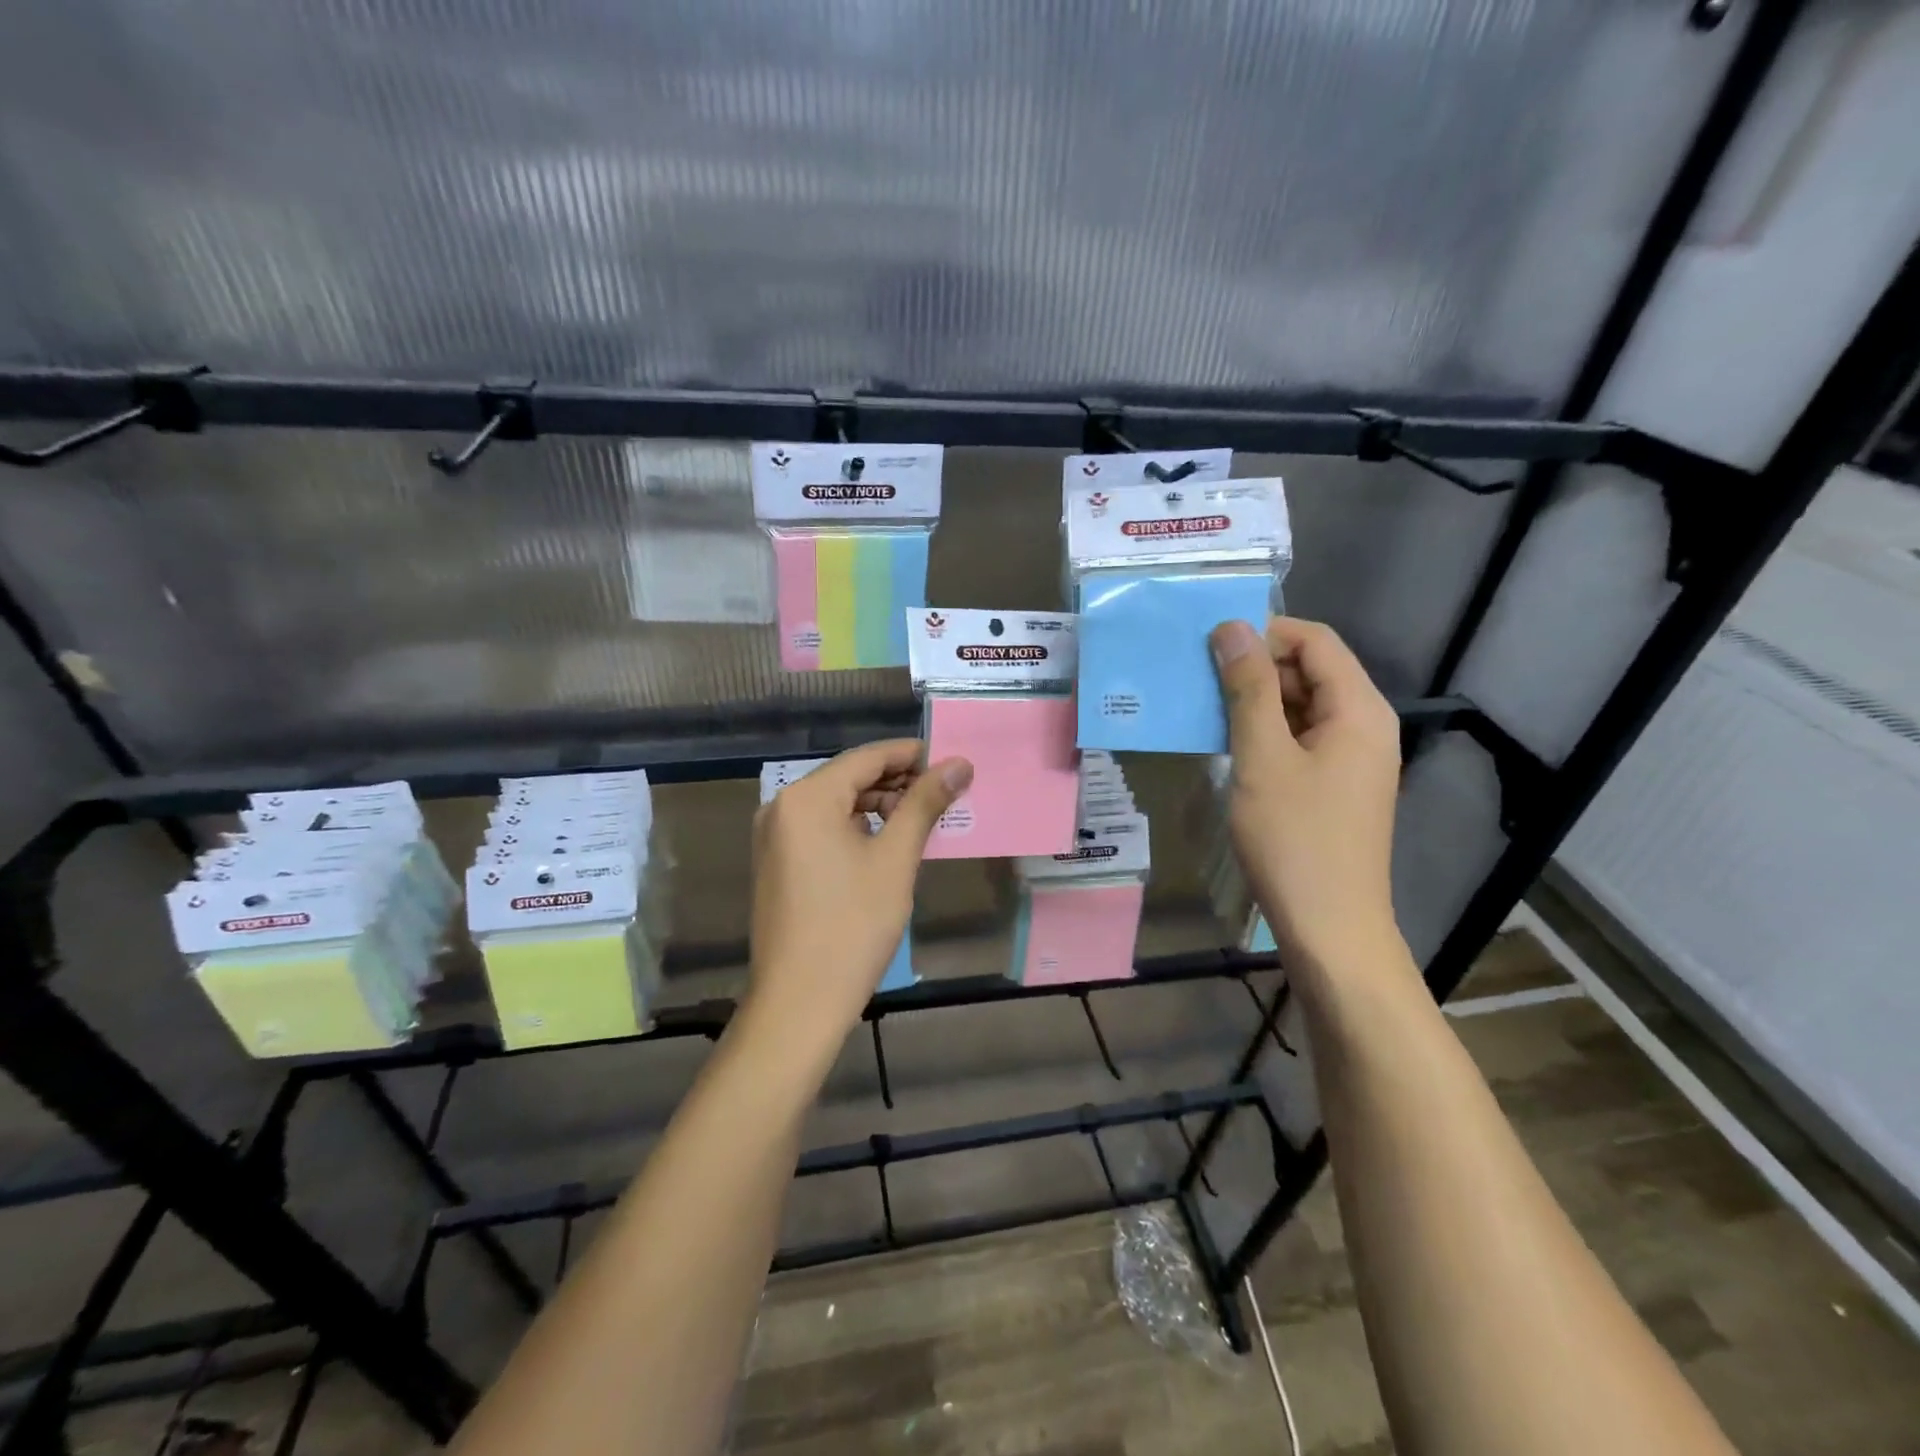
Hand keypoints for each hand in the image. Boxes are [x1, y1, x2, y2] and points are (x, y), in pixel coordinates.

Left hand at [746, 740, 972, 1059]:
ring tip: (922, 823)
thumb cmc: (853, 926)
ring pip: (837, 804)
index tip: (952, 762)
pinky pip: (822, 829)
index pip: (867, 757)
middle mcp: (782, 807)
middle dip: (898, 783)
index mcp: (806, 798)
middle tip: (944, 797)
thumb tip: (959, 764)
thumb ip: (924, 804)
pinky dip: (857, 829)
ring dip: (880, 807)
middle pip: (850, 778)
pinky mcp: (777, 862)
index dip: (912, 755)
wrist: (799, 1002)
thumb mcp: (895, 859)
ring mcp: (774, 836)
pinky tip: (888, 845)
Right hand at [1210, 618, 1403, 973]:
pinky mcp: (1333, 786)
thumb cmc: (1295, 839)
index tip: (1209, 646)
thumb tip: (1231, 629)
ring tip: (1202, 708)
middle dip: (1255, 667)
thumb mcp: (1262, 757)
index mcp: (1359, 710)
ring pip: (1300, 707)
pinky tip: (1224, 744)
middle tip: (1196, 678)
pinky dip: (1263, 733)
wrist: (1329, 928)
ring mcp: (1350, 759)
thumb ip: (1248, 689)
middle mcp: (1363, 726)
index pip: (1315, 641)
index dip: (1264, 633)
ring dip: (1254, 702)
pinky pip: (1298, 740)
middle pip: (1310, 671)